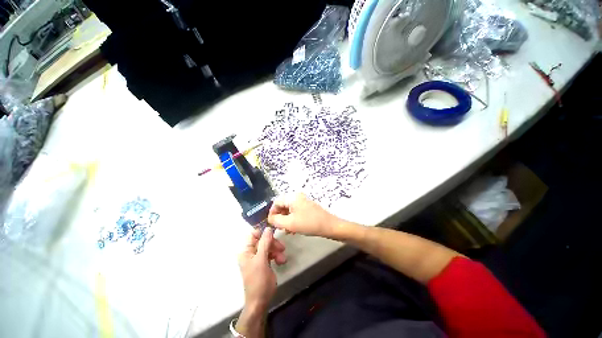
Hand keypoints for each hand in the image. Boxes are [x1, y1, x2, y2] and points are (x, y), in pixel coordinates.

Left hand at [238, 227, 285, 309]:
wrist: (260, 301)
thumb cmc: (258, 280)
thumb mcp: (261, 260)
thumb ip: (265, 243)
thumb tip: (268, 228)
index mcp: (246, 251)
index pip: (253, 235)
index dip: (263, 233)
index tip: (274, 233)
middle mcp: (251, 252)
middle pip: (263, 240)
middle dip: (273, 244)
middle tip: (282, 248)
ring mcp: (258, 258)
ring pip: (268, 246)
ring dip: (276, 251)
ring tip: (282, 259)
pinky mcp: (264, 262)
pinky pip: (271, 254)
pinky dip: (277, 256)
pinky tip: (281, 262)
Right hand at [268, 193, 338, 237]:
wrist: (329, 226)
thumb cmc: (309, 223)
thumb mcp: (290, 223)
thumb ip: (276, 220)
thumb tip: (270, 218)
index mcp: (292, 197)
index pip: (276, 202)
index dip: (272, 213)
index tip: (271, 224)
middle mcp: (297, 196)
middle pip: (282, 205)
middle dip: (279, 217)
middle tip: (279, 228)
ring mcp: (303, 201)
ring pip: (289, 209)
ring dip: (285, 219)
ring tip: (286, 230)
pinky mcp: (307, 206)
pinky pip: (295, 211)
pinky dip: (292, 219)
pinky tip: (293, 229)